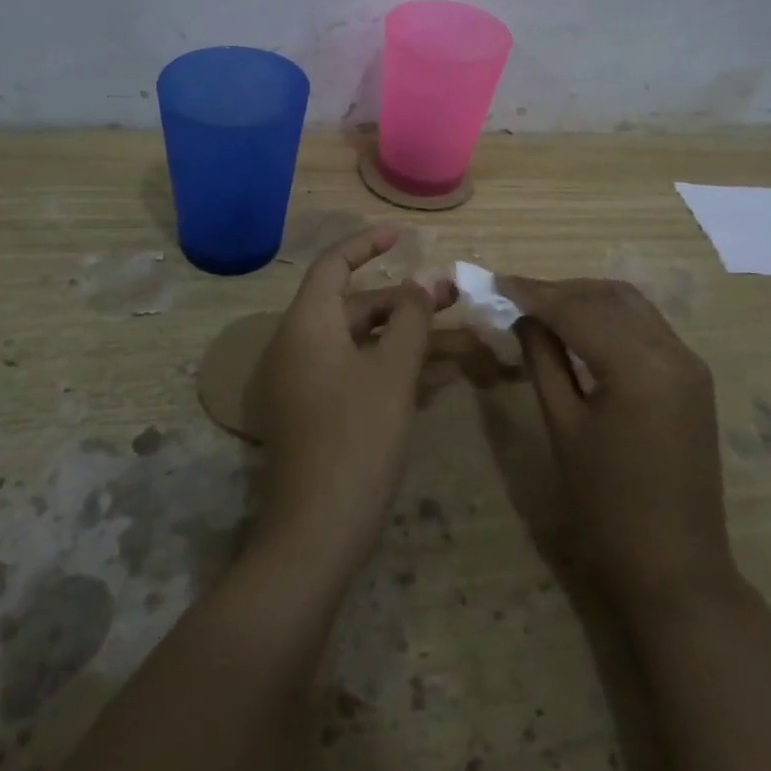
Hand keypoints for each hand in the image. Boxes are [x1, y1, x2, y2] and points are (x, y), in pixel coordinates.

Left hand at [252, 228, 456, 576]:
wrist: (316, 534)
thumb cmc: (356, 438)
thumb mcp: (392, 372)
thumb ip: (412, 319)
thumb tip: (424, 279)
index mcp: (308, 324)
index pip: (333, 266)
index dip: (366, 245)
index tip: (401, 235)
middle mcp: (302, 346)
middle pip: (358, 307)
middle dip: (408, 302)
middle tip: (455, 298)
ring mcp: (310, 383)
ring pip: (367, 346)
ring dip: (413, 341)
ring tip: (467, 340)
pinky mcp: (322, 415)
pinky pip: (362, 376)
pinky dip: (398, 371)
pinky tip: (444, 376)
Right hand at [498, 276, 737, 620]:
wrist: (675, 569)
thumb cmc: (607, 506)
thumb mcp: (563, 427)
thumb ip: (543, 360)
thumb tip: (524, 316)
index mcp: (639, 366)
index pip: (578, 310)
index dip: (534, 292)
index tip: (496, 281)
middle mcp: (672, 351)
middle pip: (608, 298)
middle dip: (560, 291)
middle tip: (516, 295)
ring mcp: (689, 363)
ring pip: (631, 306)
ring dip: (586, 299)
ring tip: (543, 308)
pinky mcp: (693, 377)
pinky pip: (646, 328)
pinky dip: (610, 318)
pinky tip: (581, 328)